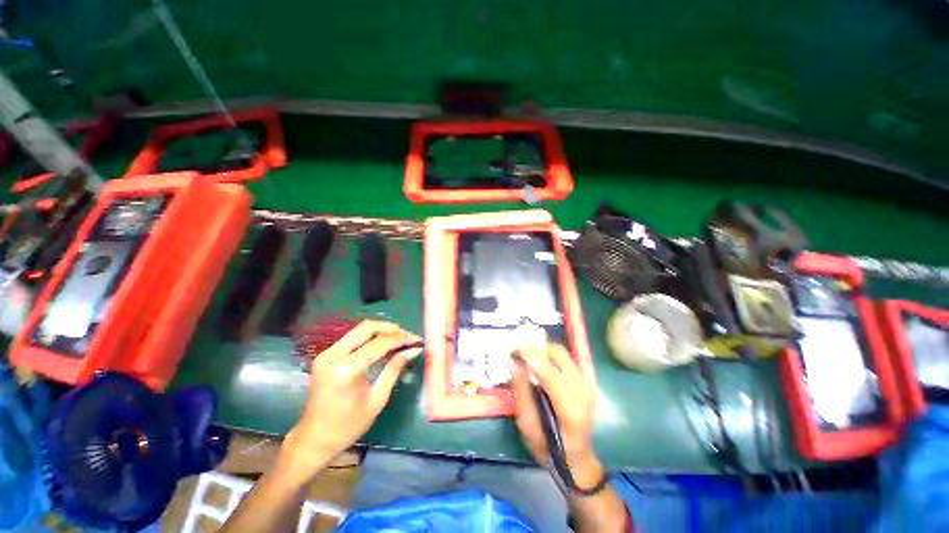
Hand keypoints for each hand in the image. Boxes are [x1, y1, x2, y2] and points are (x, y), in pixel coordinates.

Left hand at [281, 320, 421, 477]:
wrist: (313, 439)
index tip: (417, 340)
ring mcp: (327, 353)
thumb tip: (413, 350)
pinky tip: (383, 345)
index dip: (401, 339)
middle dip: (391, 329)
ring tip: (399, 340)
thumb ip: (394, 369)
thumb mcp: (377, 399)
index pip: (379, 343)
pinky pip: (353, 338)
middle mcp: (333, 356)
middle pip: (367, 327)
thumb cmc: (347, 426)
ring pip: (360, 330)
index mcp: (346, 370)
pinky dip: (371, 337)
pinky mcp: (326, 355)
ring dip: (381, 331)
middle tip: (408, 337)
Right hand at [510, 337, 604, 488]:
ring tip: (526, 354)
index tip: (513, 347)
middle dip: (536, 347)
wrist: (577, 458)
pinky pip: (566, 358)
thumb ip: (521, 392)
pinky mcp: (587, 381)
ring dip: (543, 349)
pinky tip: (539, 361)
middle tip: (518, 350)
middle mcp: (583, 391)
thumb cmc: (549, 447)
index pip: (549, 372)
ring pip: (562, 353)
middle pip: (558, 354)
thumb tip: (513, 362)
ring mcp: (588, 384)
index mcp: (570, 408)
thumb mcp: (528, 425)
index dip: (530, 355)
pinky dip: (550, 355)